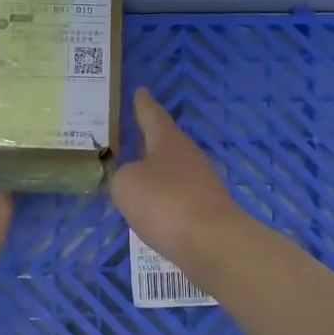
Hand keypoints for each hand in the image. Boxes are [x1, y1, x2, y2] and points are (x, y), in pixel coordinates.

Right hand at [109, 89, 242, 273]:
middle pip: (165, 143)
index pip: (152, 115)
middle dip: (147, 142)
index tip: (140, 91)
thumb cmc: (165, 203)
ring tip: (134, 178)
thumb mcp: (126, 185)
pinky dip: (163, 201)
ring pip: (171, 172)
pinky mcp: (206, 210)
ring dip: (155, 174)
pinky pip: (177, 198)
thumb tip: (131, 179)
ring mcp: (201, 184)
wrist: (212, 244)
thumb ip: (121, 176)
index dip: (143, 104)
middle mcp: (188, 156)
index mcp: (168, 141)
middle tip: (130, 137)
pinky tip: (151, 211)